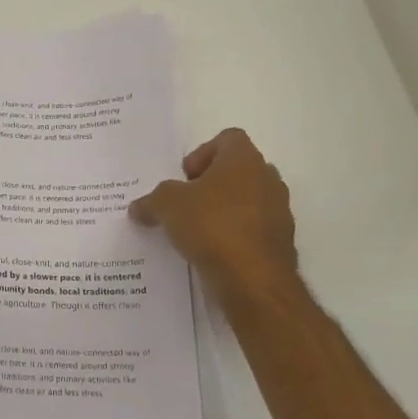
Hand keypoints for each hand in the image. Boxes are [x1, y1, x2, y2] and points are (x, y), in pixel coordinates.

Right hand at [130, 128, 304, 305]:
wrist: (253, 280)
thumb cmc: (211, 226)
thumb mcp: (167, 206)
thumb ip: (152, 200)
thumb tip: (138, 207)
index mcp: (244, 160)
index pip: (228, 138)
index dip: (202, 153)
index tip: (185, 178)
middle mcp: (267, 179)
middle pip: (238, 170)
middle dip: (211, 184)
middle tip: (187, 203)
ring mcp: (278, 212)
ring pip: (247, 201)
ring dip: (223, 211)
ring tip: (196, 231)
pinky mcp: (280, 243)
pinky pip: (252, 230)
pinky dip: (234, 236)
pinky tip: (212, 253)